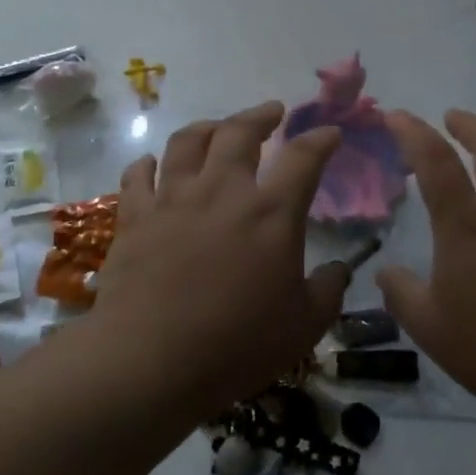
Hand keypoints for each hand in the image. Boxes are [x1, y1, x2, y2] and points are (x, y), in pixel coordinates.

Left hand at [93, 102, 346, 417]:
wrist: (150, 362)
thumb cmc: (236, 345)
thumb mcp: (304, 325)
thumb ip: (328, 290)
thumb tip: (340, 269)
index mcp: (271, 212)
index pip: (304, 158)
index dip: (321, 139)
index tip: (330, 133)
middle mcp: (222, 191)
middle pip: (240, 131)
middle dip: (260, 115)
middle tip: (272, 112)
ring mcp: (173, 199)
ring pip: (187, 142)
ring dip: (207, 127)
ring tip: (217, 127)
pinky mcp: (135, 218)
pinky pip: (138, 176)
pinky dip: (146, 164)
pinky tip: (151, 164)